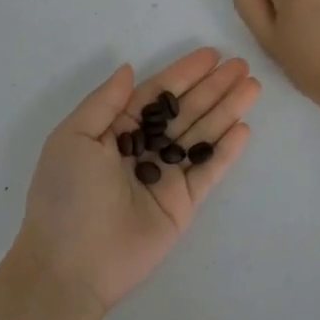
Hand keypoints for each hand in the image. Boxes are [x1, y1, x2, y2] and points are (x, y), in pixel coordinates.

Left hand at [17, 49, 259, 313]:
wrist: (70, 264)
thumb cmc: (66, 195)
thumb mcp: (73, 137)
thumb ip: (104, 101)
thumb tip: (129, 69)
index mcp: (116, 131)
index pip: (157, 94)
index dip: (184, 73)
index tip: (212, 54)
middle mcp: (144, 148)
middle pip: (186, 110)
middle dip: (213, 87)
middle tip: (242, 66)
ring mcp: (166, 176)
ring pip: (202, 135)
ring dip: (227, 110)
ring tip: (253, 87)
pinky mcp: (183, 204)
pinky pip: (208, 171)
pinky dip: (226, 151)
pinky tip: (244, 128)